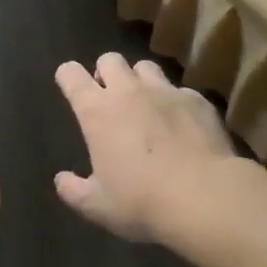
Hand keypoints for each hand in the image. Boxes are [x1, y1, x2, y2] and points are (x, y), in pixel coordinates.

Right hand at [54, 53, 239, 243]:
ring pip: (145, 67)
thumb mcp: (98, 206)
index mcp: (96, 110)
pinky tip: (183, 125)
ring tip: (147, 105)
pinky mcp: (196, 100)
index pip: (70, 73)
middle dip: (107, 73)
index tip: (70, 88)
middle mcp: (127, 90)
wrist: (205, 198)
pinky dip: (176, 103)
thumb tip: (61, 181)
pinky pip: (181, 91)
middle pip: (109, 59)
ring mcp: (164, 91)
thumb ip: (74, 191)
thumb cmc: (142, 201)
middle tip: (111, 99)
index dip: (67, 77)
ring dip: (141, 81)